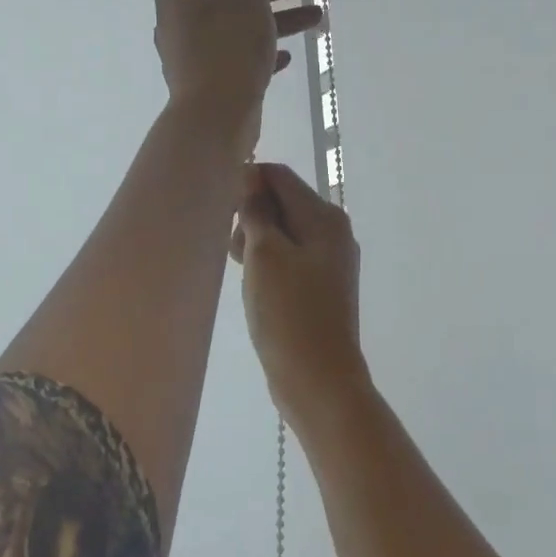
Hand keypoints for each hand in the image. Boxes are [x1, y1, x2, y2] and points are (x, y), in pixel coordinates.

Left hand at [155, 0, 320, 152]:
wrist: (214, 115)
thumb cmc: (229, 46)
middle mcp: (180, 18)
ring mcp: (192, 52)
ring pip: (240, 27)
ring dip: (278, 20)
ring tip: (317, 18)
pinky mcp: (206, 79)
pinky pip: (236, 56)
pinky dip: (260, 51)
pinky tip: (286, 56)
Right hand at [229, 161, 368, 417]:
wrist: (318, 380)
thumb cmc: (289, 314)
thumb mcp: (265, 255)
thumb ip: (257, 212)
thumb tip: (251, 181)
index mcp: (324, 217)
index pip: (278, 176)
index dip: (246, 185)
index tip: (223, 214)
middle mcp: (333, 232)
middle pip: (282, 202)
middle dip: (250, 217)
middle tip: (234, 252)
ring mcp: (329, 261)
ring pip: (283, 232)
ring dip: (256, 243)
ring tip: (243, 273)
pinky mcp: (321, 287)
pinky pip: (289, 258)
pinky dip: (268, 264)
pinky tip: (255, 287)